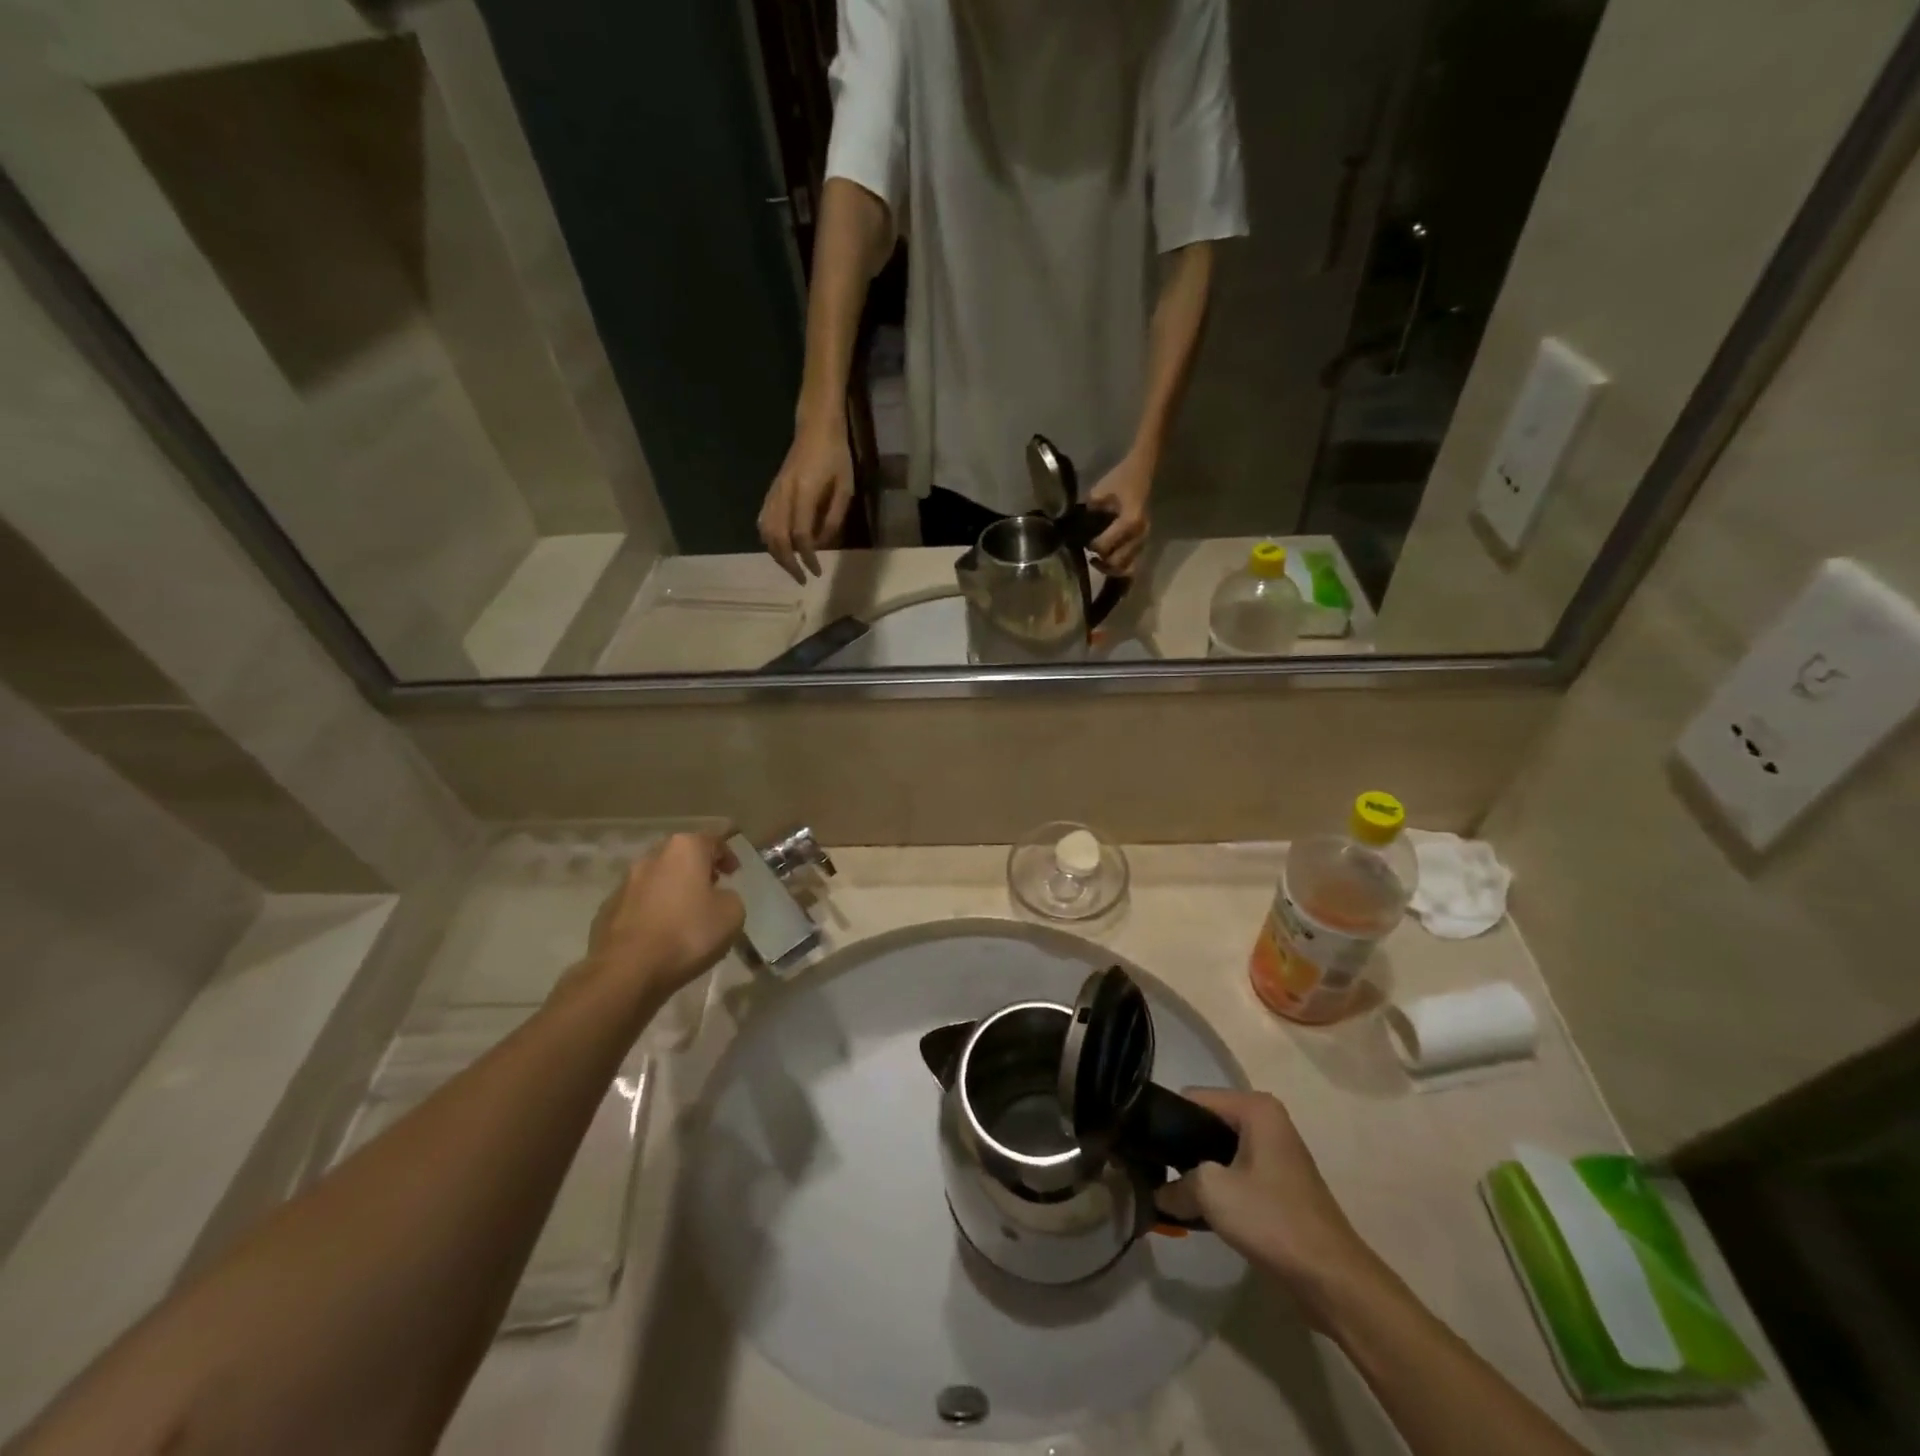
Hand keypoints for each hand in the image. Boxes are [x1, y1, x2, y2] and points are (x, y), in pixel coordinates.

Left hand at [579, 833, 744, 1004]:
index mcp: (684, 849)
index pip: (713, 840)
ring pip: (658, 878)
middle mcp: (652, 857)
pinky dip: (653, 910)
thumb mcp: (732, 914)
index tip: (734, 873)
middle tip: (712, 889)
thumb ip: (730, 897)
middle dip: (697, 869)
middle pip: (681, 856)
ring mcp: (625, 883)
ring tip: (686, 915)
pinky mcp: (607, 909)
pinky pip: (639, 903)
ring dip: (673, 890)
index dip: (727, 854)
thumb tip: (718, 897)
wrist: (626, 971)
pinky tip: (661, 933)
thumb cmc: (687, 933)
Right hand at [760, 419, 854, 581]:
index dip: (807, 557)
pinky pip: (762, 520)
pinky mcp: (771, 491)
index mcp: (804, 493)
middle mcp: (784, 494)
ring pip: (765, 531)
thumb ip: (834, 518)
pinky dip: (769, 539)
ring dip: (776, 554)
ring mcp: (774, 492)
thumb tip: (823, 545)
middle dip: (788, 563)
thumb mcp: (845, 488)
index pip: (800, 534)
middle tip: (801, 579)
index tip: (816, 571)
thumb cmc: (836, 457)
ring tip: (791, 567)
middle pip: (777, 538)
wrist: (816, 428)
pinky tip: (779, 549)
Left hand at [1086, 450, 1153, 576]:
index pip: (1104, 546)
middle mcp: (1140, 534)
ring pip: (1126, 567)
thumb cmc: (1119, 479)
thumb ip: (1086, 513)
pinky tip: (1108, 559)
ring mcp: (1144, 539)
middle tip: (1089, 554)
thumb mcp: (1098, 492)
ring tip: (1097, 559)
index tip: (1082, 540)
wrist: (1141, 471)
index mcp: (1130, 521)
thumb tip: (1070, 530)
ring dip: (1110, 567)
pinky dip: (1119, 566)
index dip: (1091, 546)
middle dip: (1101, 561)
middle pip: (1117, 562)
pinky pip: (1132, 563)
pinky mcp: (1144, 542)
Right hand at [1157, 1089, 1379, 1315]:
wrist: (1333, 1280)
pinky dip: (1217, 1188)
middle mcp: (1267, 1121)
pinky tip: (1199, 1210)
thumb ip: (1175, 1184)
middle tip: (1153, 1172)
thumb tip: (1158, 1193)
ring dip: (1197, 1172)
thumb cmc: (1273, 1220)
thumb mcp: (1211, 1192)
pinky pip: (1235, 1173)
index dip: (1166, 1121)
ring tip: (1171, 1192)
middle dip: (1181, 1148)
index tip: (1144, 1147)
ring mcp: (1274, 1153)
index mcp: (1255, 1107)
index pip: (1192, 1098)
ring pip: (1218, 1152)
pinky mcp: (1278, 1185)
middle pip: (1205, 1124)